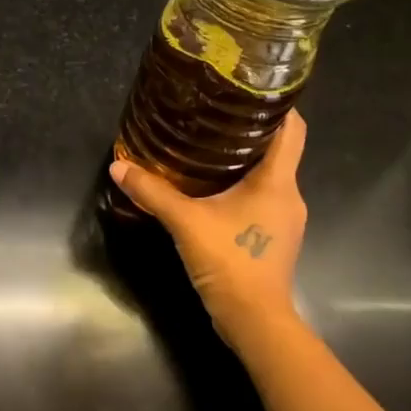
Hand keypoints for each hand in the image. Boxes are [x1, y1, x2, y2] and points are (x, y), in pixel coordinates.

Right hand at [109, 110, 308, 350]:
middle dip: (251, 129)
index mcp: (278, 181)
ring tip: (210, 144)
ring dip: (246, 158)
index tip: (249, 88)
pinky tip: (214, 186)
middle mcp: (290, 194)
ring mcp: (286, 218)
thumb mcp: (185, 222)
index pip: (292, 129)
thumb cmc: (230, 262)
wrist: (255, 323)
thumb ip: (153, 192)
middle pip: (279, 149)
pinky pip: (264, 196)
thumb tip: (118, 167)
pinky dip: (244, 184)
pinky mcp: (275, 236)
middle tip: (215, 112)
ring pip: (270, 174)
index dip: (277, 104)